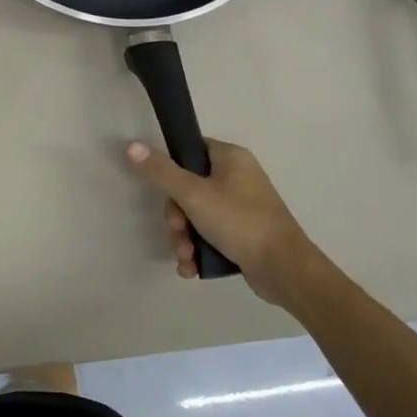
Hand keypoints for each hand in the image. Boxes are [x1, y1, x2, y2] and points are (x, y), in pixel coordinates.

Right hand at [125, 138, 323, 308]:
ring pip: (195, 215)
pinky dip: (197, 250)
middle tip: (178, 231)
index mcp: (231, 158)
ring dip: (183, 238)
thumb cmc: (239, 221)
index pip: (191, 149)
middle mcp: (237, 178)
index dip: (172, 168)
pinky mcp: (242, 234)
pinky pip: (209, 234)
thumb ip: (161, 171)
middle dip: (177, 217)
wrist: (284, 270)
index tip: (165, 190)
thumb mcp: (193, 194)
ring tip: (186, 257)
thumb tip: (132, 146)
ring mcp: (241, 207)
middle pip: (188, 188)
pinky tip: (191, 267)